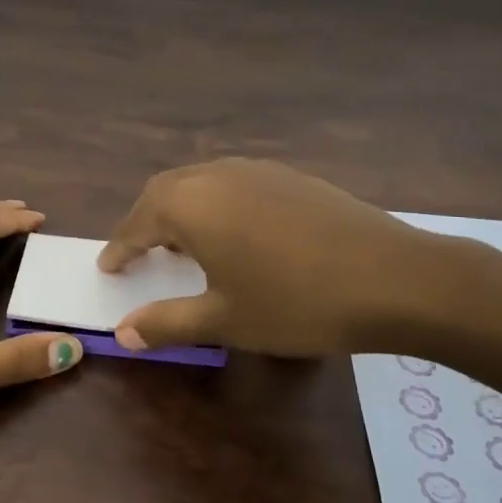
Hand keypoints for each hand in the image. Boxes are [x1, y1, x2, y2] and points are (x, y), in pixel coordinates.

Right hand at [98, 159, 479, 357]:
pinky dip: (217, 203)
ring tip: (184, 243)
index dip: (120, 247)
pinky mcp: (290, 175)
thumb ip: (167, 322)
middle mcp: (215, 176)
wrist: (394, 278)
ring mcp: (256, 170)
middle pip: (164, 192)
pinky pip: (233, 183)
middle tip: (140, 252)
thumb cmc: (296, 304)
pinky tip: (236, 232)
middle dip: (146, 222)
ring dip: (182, 209)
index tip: (107, 266)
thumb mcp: (224, 320)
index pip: (137, 224)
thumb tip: (122, 332)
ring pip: (200, 182)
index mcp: (190, 206)